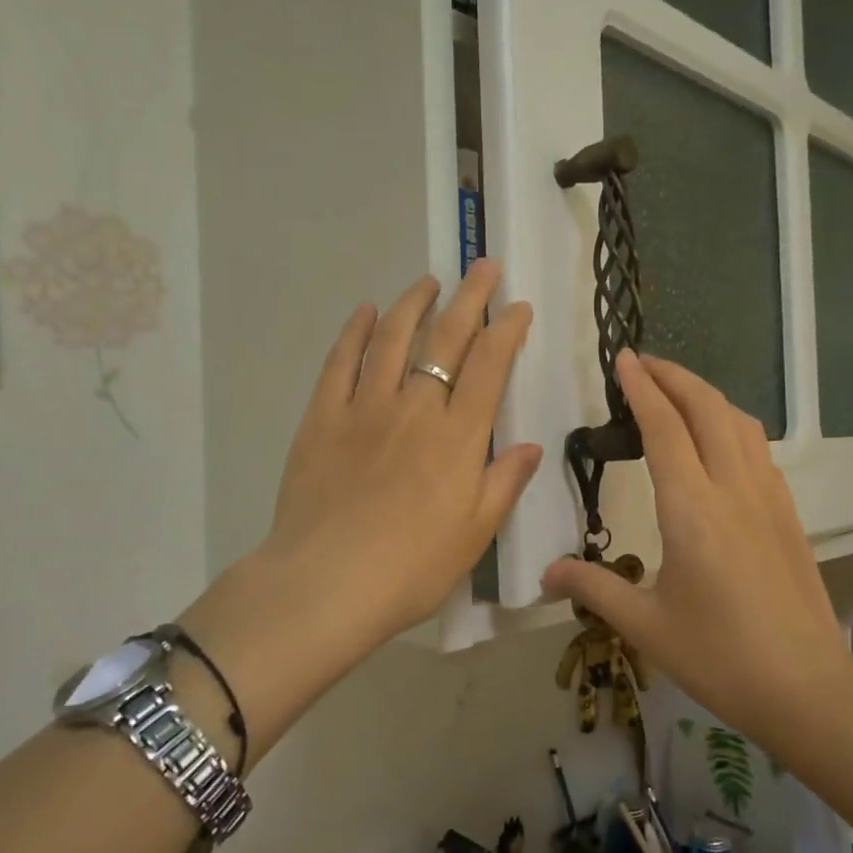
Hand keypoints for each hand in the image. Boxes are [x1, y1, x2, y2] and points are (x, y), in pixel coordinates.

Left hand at [176, 261, 540, 762]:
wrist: (326, 584)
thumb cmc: (412, 567)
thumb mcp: (475, 533)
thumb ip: (503, 482)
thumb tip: (530, 446)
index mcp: (458, 436)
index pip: (489, 366)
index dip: (507, 330)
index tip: (518, 307)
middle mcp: (415, 407)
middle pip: (446, 338)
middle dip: (469, 298)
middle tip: (482, 268)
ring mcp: (364, 407)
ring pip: (393, 338)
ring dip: (413, 303)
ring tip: (428, 281)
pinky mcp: (322, 417)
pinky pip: (341, 362)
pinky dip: (355, 332)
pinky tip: (366, 312)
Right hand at [542, 352, 851, 749]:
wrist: (807, 688)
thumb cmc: (719, 657)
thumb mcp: (645, 626)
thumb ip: (594, 588)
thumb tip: (547, 573)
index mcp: (692, 509)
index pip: (664, 428)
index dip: (642, 388)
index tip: (623, 359)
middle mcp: (733, 489)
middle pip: (707, 408)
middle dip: (675, 376)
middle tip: (643, 364)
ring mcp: (768, 498)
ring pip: (740, 422)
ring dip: (707, 396)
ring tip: (677, 394)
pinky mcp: (789, 514)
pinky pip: (759, 449)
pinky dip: (732, 425)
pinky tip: (718, 443)